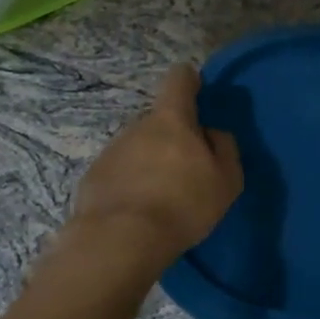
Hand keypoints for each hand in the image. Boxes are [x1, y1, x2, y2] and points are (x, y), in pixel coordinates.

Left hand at [70, 64, 242, 264]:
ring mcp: (111, 151)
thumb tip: (212, 132)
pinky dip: (130, 184)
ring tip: (161, 199)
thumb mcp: (226, 180)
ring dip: (150, 163)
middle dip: (172, 137)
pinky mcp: (93, 178)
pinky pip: (119, 172)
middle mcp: (137, 126)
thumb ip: (224, 148)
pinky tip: (137, 212)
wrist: (121, 240)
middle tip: (187, 171)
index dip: (190, 81)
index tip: (197, 93)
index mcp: (171, 119)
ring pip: (138, 147)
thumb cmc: (183, 204)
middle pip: (159, 120)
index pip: (179, 79)